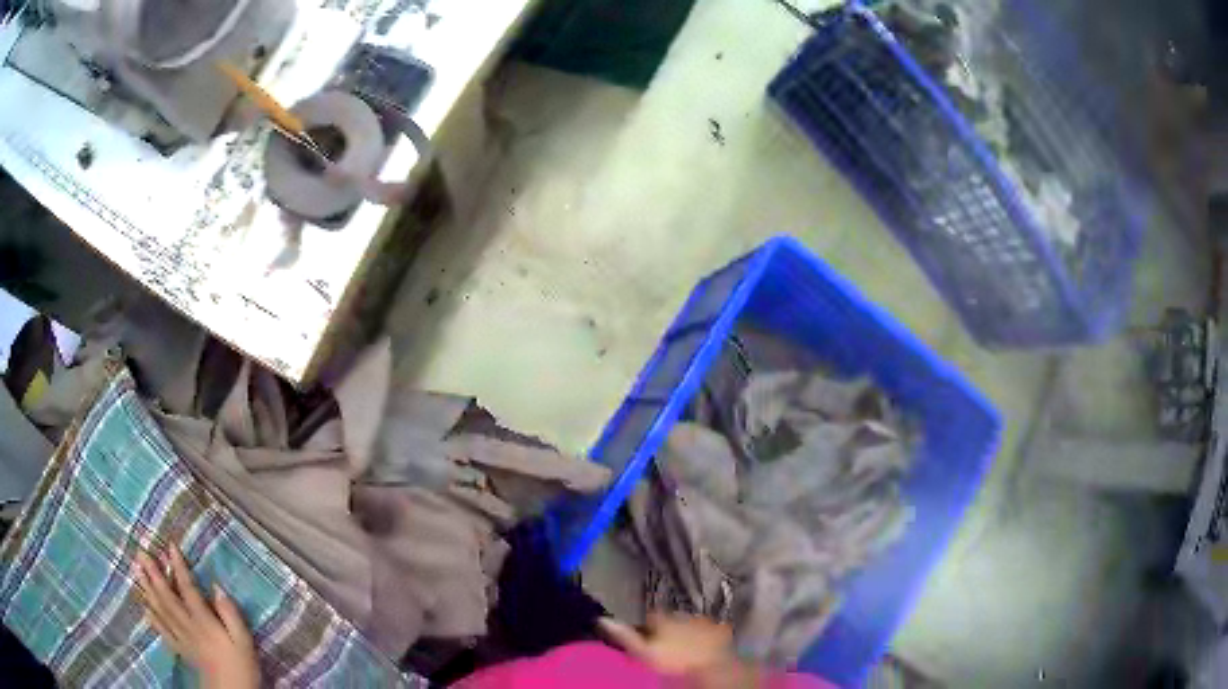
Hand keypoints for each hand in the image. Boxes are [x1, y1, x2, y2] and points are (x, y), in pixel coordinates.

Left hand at [135, 545, 259, 688]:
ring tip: (136, 569)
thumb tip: (216, 586)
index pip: (188, 589)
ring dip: (147, 588)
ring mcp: (181, 638)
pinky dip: (151, 616)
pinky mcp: (180, 649)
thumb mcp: (244, 640)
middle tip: (140, 552)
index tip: (169, 545)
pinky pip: (162, 630)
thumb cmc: (241, 665)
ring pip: (160, 609)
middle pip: (167, 597)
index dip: (178, 567)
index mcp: (204, 622)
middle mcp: (188, 626)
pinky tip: (144, 604)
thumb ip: (231, 614)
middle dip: (153, 573)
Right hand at [599, 612, 759, 687]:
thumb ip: (624, 635)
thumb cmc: (673, 659)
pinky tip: (703, 648)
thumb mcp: (643, 652)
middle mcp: (682, 614)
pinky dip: (706, 636)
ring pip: (690, 623)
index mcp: (662, 618)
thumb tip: (601, 619)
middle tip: (664, 644)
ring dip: (686, 631)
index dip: (645, 626)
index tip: (643, 636)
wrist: (711, 664)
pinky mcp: (720, 630)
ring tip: (683, 647)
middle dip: (668, 627)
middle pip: (671, 618)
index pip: (649, 616)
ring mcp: (703, 621)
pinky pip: (711, 630)